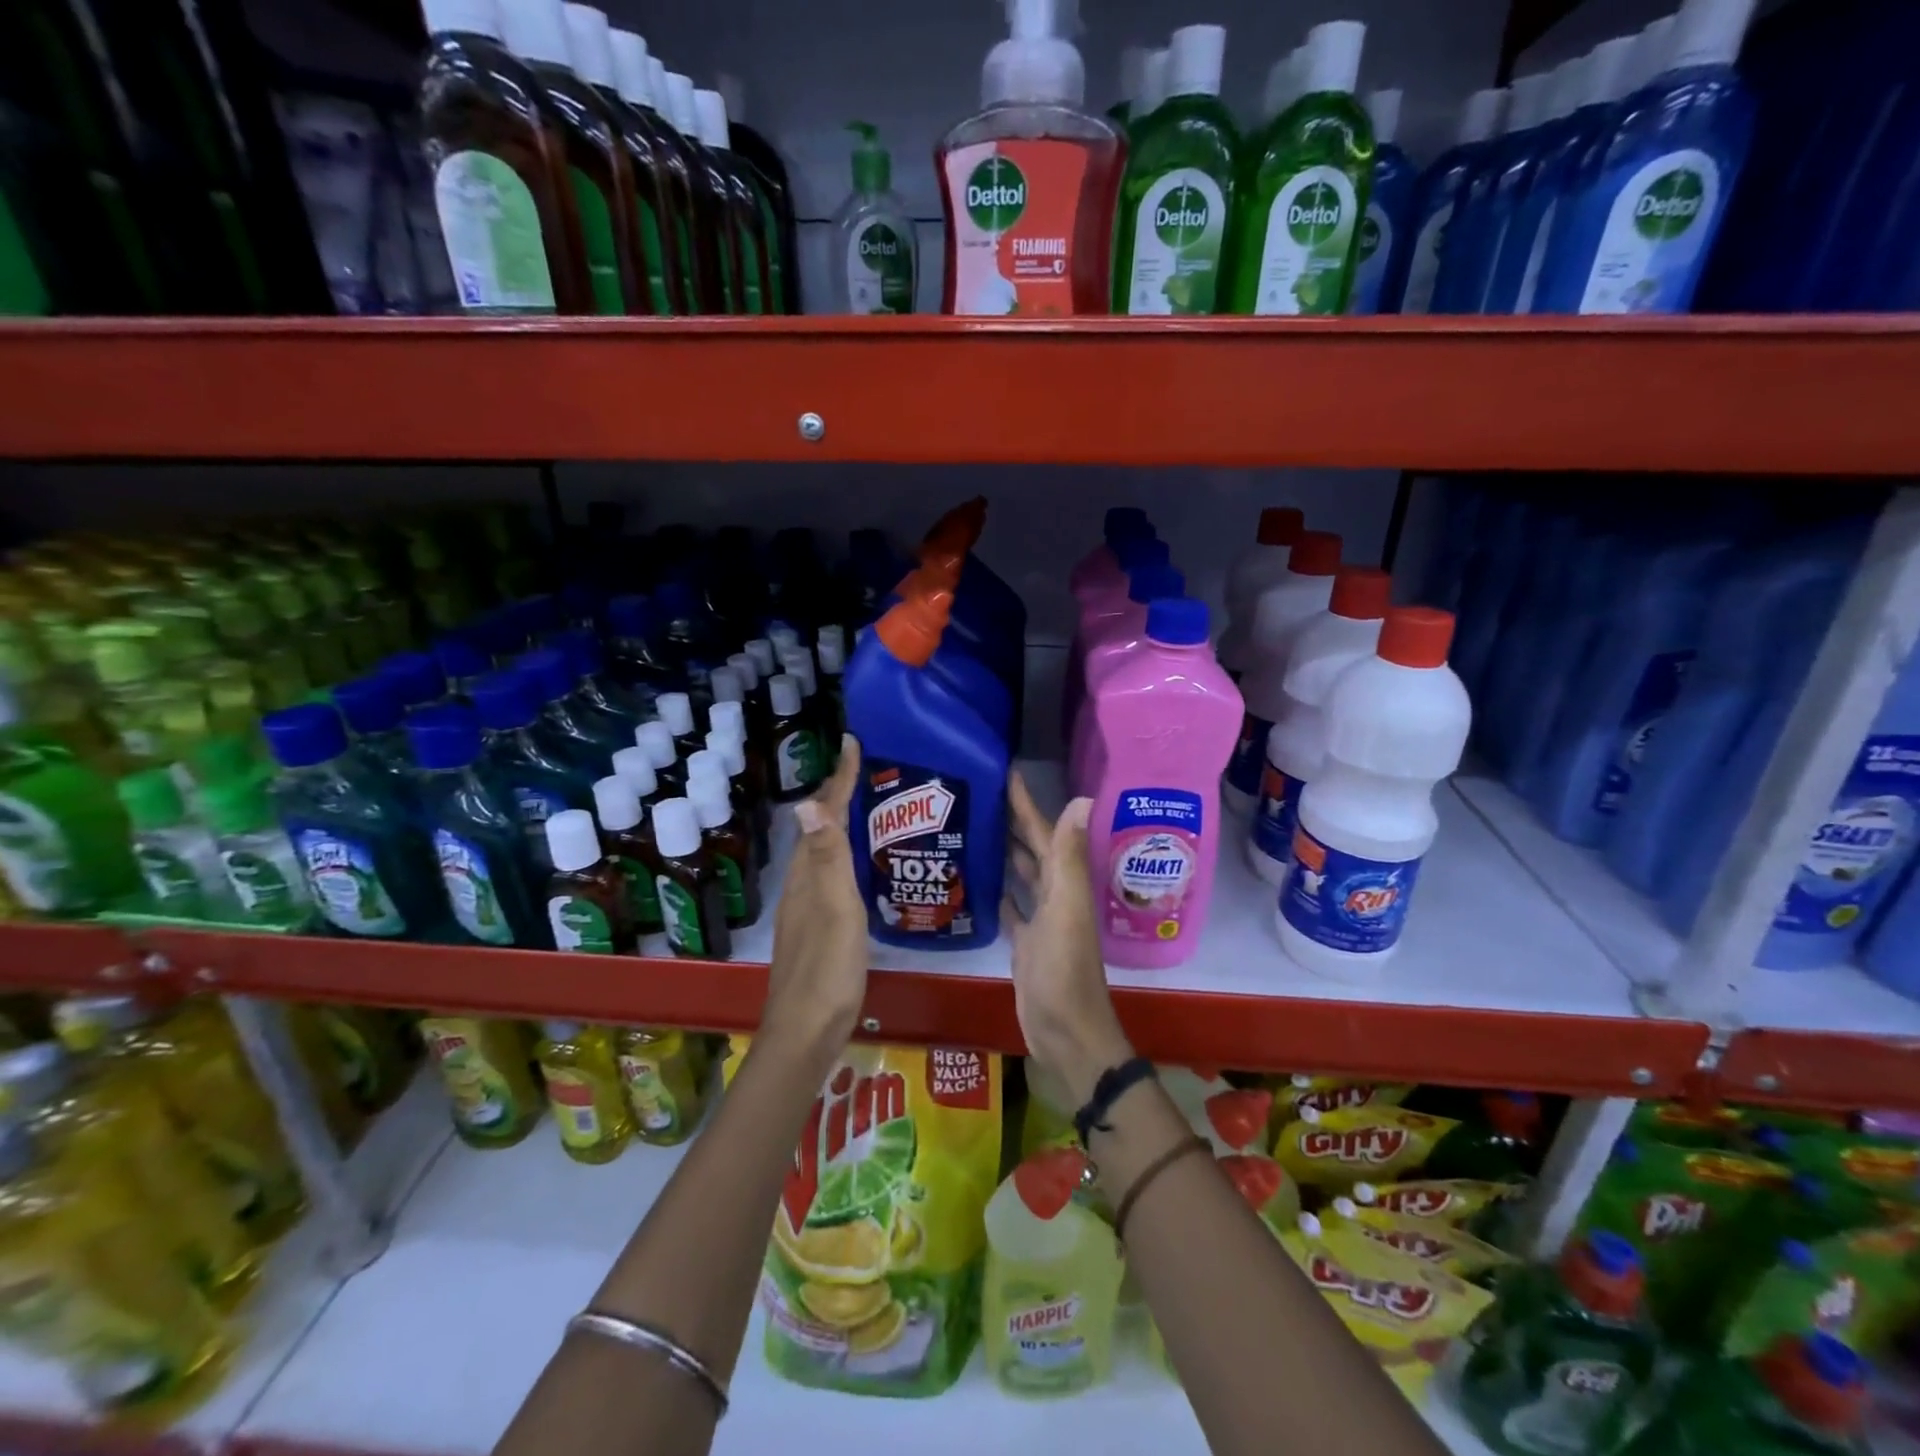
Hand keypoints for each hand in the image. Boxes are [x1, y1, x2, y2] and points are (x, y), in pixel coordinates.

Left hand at [765, 736, 868, 1061]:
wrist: (807, 1031)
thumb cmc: (827, 968)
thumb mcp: (835, 910)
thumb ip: (827, 859)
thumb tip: (808, 804)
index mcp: (808, 875)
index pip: (823, 815)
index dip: (838, 779)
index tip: (852, 743)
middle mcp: (803, 884)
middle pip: (820, 829)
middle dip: (840, 795)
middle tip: (867, 771)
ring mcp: (808, 907)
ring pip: (824, 852)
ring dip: (841, 824)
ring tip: (869, 808)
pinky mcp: (818, 927)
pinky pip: (830, 875)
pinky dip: (845, 856)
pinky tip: (862, 866)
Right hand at [1003, 771, 1133, 1106]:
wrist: (1066, 1034)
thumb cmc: (1064, 971)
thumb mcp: (1066, 910)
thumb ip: (1070, 857)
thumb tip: (1083, 798)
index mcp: (1064, 881)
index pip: (1043, 830)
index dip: (1025, 801)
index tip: (1003, 770)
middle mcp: (1053, 893)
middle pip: (1030, 847)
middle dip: (1010, 819)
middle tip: (976, 793)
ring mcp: (1039, 918)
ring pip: (1020, 873)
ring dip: (1003, 850)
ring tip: (972, 825)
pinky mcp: (1023, 941)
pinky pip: (1009, 906)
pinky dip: (997, 888)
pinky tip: (977, 877)